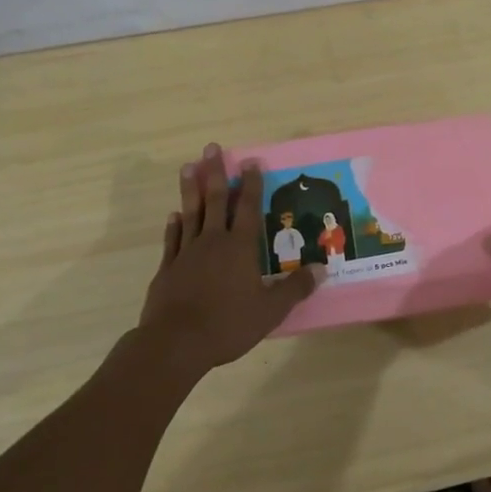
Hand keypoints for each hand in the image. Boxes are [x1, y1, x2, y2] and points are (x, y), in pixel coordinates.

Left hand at [137, 143, 319, 374]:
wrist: (175, 344)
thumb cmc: (227, 324)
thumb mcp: (270, 310)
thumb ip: (295, 288)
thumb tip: (322, 269)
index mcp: (240, 247)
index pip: (249, 208)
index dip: (252, 184)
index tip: (251, 161)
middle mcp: (213, 242)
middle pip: (216, 200)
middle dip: (215, 172)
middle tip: (211, 147)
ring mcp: (187, 253)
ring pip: (190, 213)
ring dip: (191, 189)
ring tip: (188, 167)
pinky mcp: (167, 269)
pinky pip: (173, 240)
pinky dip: (174, 225)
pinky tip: (174, 215)